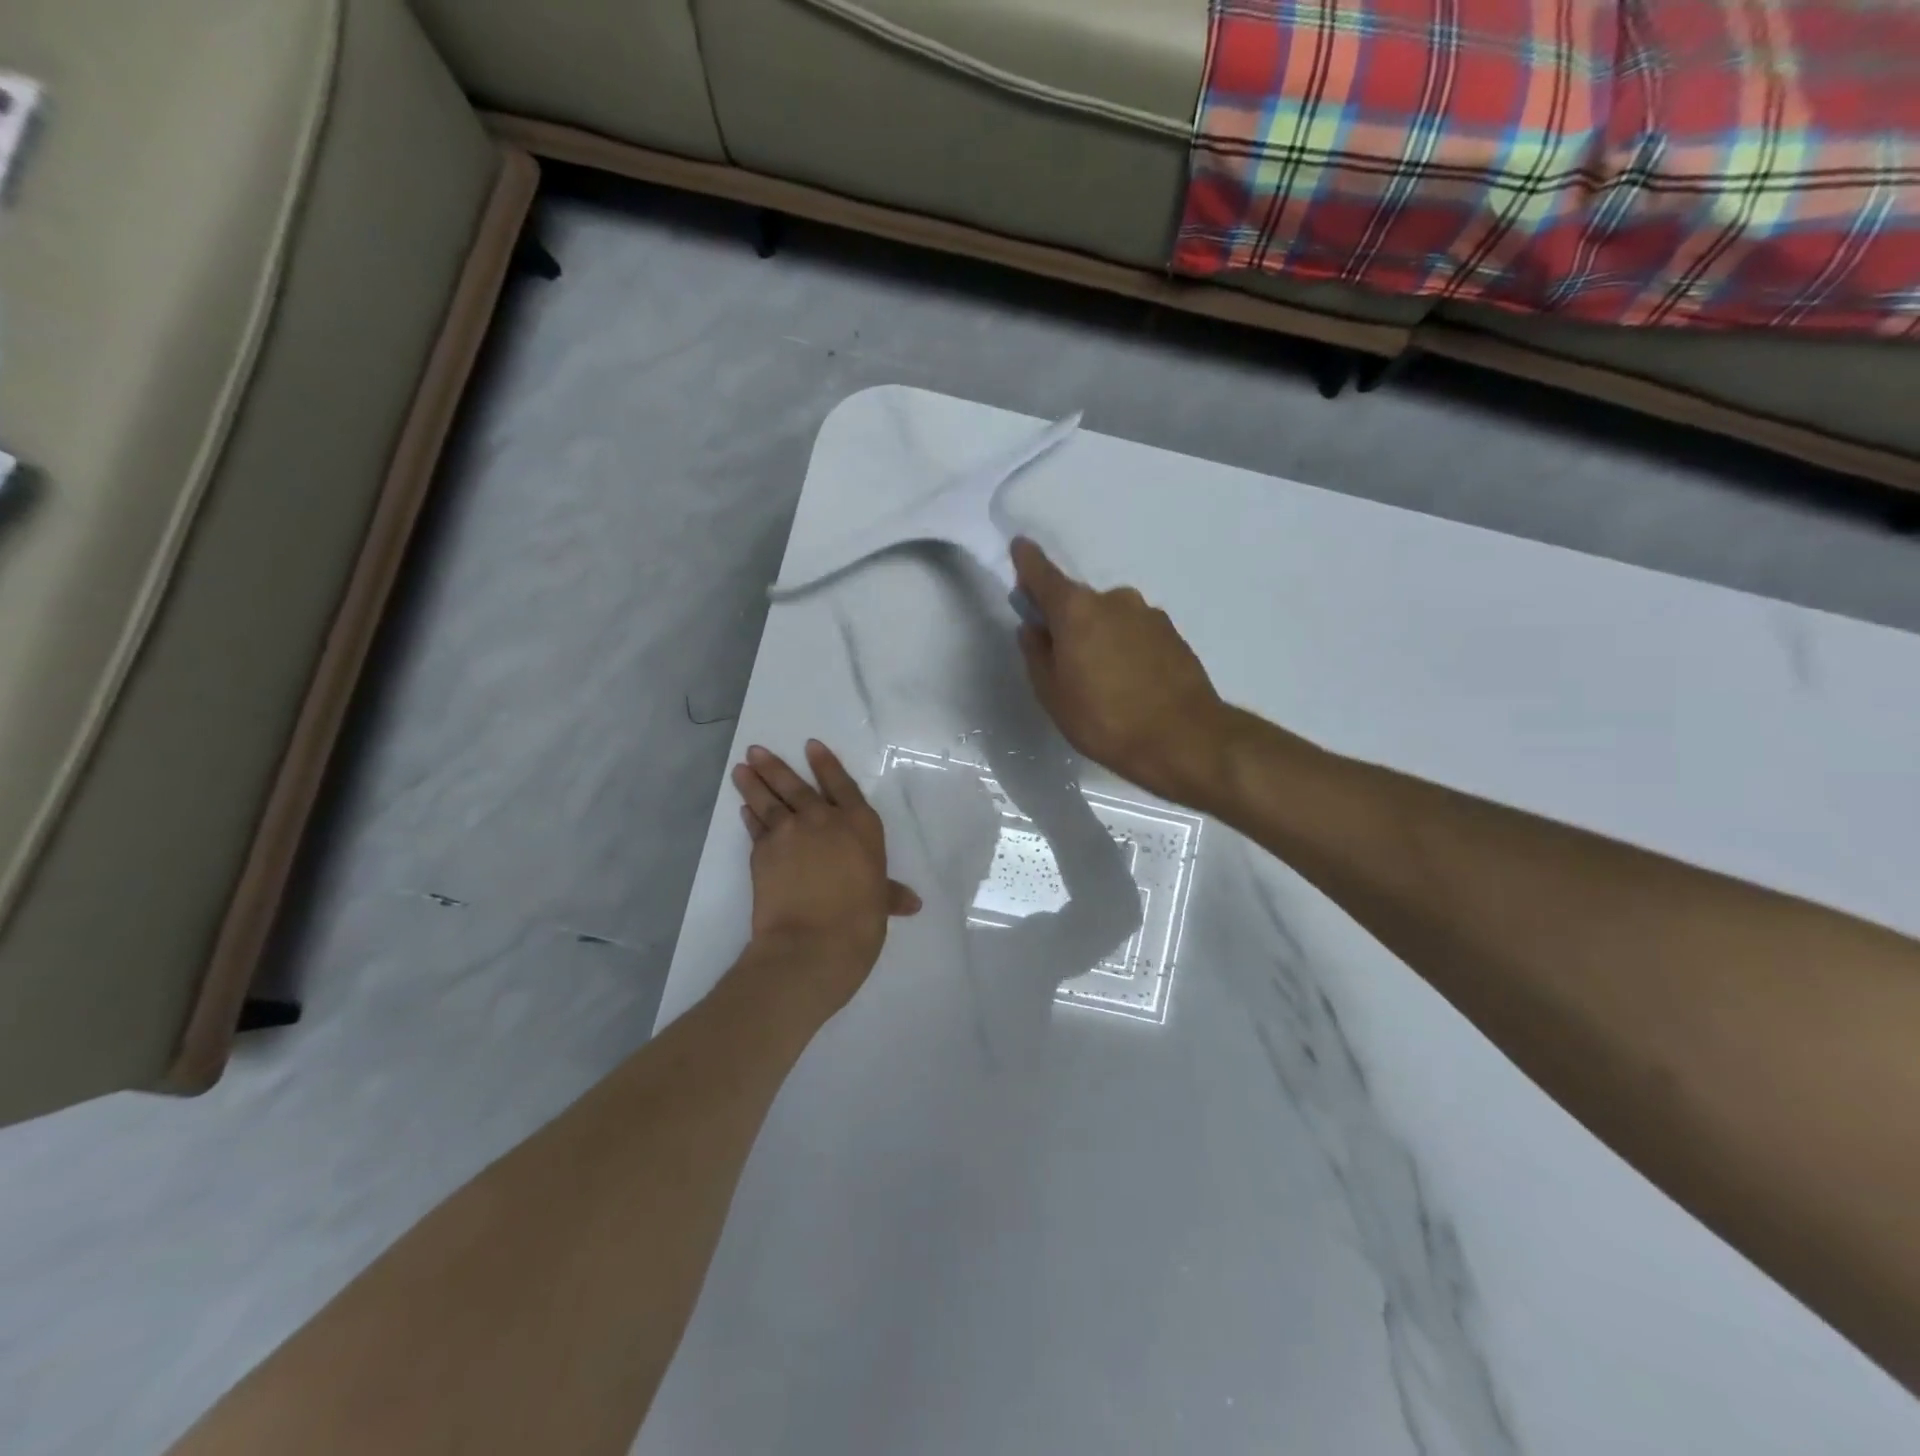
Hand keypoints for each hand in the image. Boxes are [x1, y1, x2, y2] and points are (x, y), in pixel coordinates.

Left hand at [732, 740, 920, 1012]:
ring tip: (741, 768)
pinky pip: (756, 828)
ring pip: (769, 801)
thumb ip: (890, 894)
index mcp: (860, 825)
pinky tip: (744, 809)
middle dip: (775, 766)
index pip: (841, 784)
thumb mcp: (880, 902)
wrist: (813, 942)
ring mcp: (789, 833)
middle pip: (797, 786)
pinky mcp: (762, 853)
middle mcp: (823, 820)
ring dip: (754, 783)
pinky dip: (749, 816)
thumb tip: (911, 903)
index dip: (826, 764)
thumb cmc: (860, 920)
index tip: (810, 745)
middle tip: (756, 750)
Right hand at [1010, 538, 1233, 807]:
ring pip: (1110, 618)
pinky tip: (1130, 683)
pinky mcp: (1173, 634)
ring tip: (1102, 681)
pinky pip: (1136, 633)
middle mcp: (1114, 600)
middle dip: (1067, 621)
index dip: (1028, 562)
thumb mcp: (1053, 695)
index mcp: (1076, 610)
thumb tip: (1034, 628)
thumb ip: (1037, 655)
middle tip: (1063, 660)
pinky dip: (1126, 648)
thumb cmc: (1105, 719)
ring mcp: (1149, 615)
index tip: (1019, 547)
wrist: (1184, 739)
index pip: (1043, 574)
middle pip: (1079, 602)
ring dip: (1100, 636)